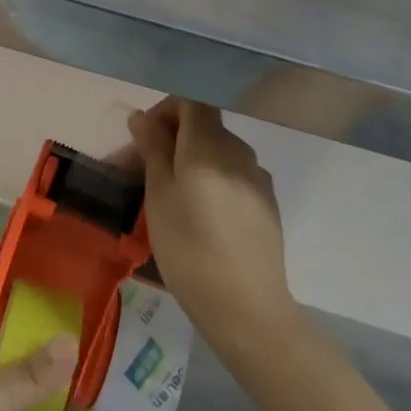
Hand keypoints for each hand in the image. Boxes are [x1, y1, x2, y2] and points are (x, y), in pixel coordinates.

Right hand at [129, 98, 293, 351]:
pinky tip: (200, 217)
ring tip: (168, 198)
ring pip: (218, 154)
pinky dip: (212, 182)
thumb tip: (142, 116)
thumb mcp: (159, 196)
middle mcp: (239, 152)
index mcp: (210, 144)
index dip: (165, 111)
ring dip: (190, 163)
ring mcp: (258, 178)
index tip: (143, 140)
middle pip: (204, 127)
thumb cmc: (190, 248)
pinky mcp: (268, 205)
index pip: (190, 101)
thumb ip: (152, 149)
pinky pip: (233, 177)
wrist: (247, 308)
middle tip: (142, 173)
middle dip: (171, 141)